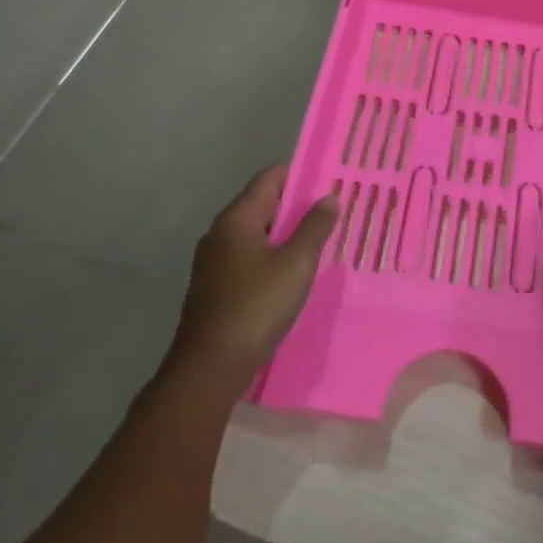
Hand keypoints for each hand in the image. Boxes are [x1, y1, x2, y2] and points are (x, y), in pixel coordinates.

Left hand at [162, 165, 337, 399]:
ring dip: (287, 234)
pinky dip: (273, 257)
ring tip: (320, 241)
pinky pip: (250, 259)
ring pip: (257, 234)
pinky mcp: (215, 288)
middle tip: (333, 211)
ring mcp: (214, 262)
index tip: (331, 180)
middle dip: (298, 206)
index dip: (301, 174)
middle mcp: (221, 233)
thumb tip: (328, 197)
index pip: (270, 177)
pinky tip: (294, 274)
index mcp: (236, 218)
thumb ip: (315, 226)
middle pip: (264, 204)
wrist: (209, 369)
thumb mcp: (296, 263)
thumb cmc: (256, 306)